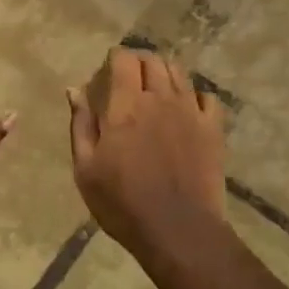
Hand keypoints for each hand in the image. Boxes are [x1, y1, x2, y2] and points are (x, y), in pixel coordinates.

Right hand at [67, 47, 227, 264]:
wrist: (178, 231)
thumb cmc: (122, 202)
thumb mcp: (86, 168)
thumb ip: (81, 124)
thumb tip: (75, 89)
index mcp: (126, 104)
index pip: (124, 59)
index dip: (115, 58)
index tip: (108, 70)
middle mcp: (160, 98)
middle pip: (153, 61)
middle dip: (139, 62)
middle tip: (130, 78)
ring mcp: (191, 111)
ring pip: (180, 73)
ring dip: (165, 74)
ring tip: (157, 90)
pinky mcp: (213, 129)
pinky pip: (208, 98)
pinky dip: (195, 97)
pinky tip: (188, 110)